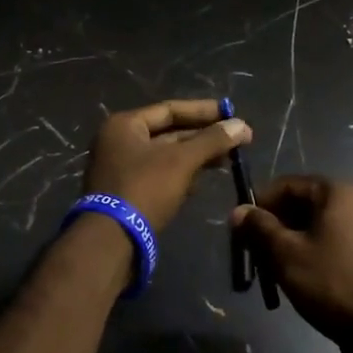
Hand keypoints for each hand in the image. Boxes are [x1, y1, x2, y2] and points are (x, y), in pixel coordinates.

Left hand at [82, 99, 250, 231]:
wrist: (110, 242)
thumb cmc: (144, 190)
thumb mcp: (181, 161)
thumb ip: (212, 141)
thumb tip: (242, 125)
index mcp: (125, 125)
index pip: (170, 109)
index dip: (203, 111)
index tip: (232, 114)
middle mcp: (119, 142)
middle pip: (168, 133)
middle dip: (203, 137)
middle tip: (236, 141)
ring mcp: (120, 169)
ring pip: (165, 156)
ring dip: (195, 158)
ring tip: (227, 161)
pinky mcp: (126, 194)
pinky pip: (159, 176)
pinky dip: (181, 176)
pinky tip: (201, 182)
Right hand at [230, 176, 352, 346]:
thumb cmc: (329, 282)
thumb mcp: (285, 253)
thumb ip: (259, 227)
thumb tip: (238, 211)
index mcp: (337, 193)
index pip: (288, 185)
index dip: (261, 204)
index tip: (243, 229)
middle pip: (302, 205)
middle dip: (274, 226)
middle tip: (254, 251)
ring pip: (316, 226)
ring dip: (290, 242)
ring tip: (271, 268)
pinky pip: (332, 242)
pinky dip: (310, 252)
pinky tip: (297, 276)